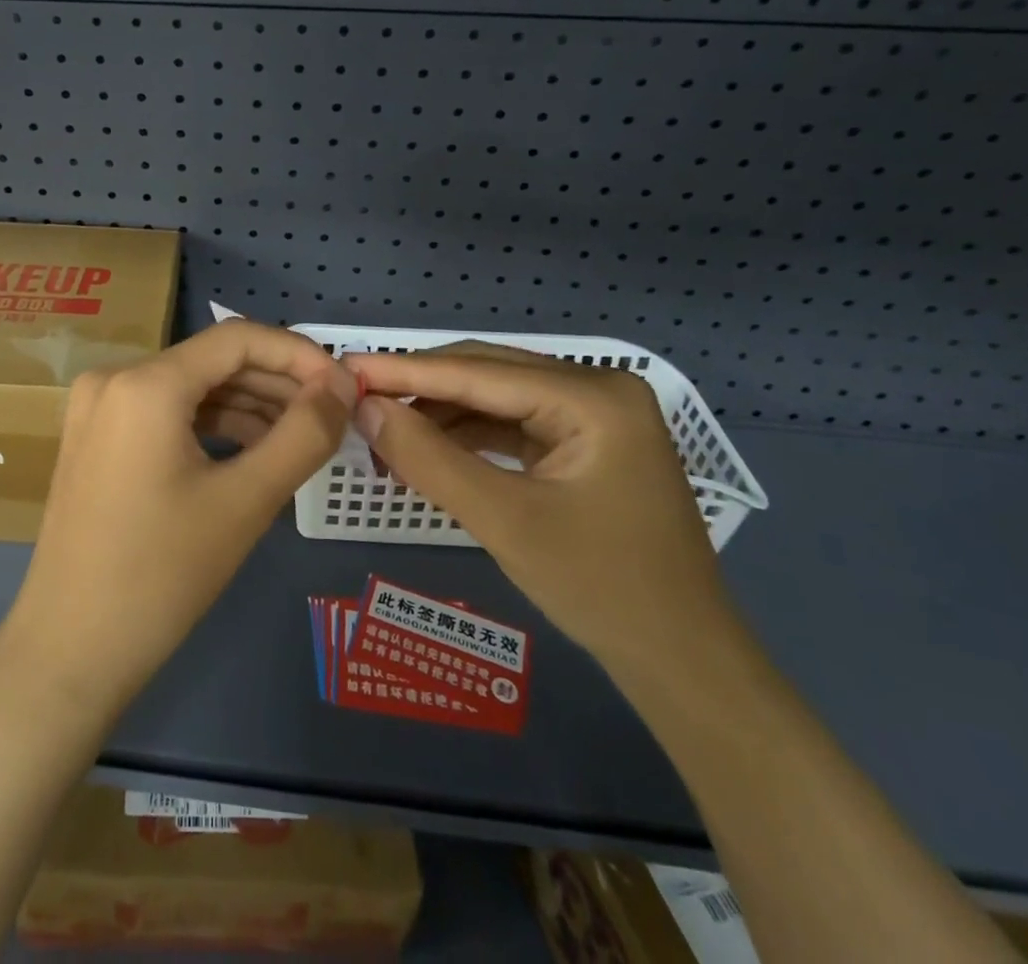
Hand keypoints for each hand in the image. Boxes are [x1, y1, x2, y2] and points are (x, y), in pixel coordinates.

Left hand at [0, 320, 355, 715]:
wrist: (69, 651)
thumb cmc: (161, 575)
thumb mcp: (246, 501)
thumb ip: (304, 433)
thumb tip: (344, 384)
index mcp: (145, 383)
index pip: (237, 338)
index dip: (298, 354)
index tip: (343, 387)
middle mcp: (114, 378)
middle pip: (213, 361)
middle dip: (277, 383)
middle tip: (331, 416)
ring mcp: (98, 409)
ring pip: (191, 387)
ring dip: (248, 405)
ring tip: (300, 437)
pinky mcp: (96, 438)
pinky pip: (165, 412)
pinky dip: (212, 425)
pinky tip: (252, 451)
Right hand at [344, 343, 736, 671]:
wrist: (683, 662)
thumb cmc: (602, 589)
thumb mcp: (504, 521)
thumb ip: (430, 458)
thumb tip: (364, 408)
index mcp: (593, 396)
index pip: (478, 372)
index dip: (405, 370)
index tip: (344, 365)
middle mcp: (596, 388)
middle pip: (486, 374)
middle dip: (419, 390)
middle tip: (356, 401)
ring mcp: (594, 415)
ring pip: (494, 398)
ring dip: (439, 415)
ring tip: (383, 435)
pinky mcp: (585, 442)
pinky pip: (511, 424)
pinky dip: (466, 436)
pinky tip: (427, 450)